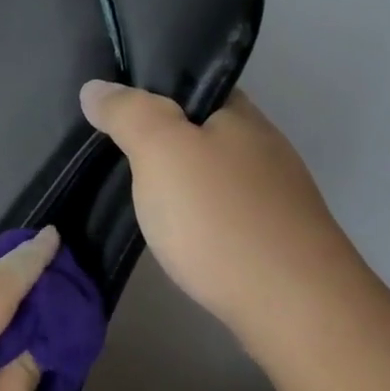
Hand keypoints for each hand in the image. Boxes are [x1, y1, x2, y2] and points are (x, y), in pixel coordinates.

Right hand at [79, 81, 360, 330]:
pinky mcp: (271, 237)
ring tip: (129, 192)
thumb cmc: (220, 218)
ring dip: (175, 178)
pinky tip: (173, 230)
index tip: (108, 107)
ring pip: (209, 172)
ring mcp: (272, 194)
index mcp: (239, 114)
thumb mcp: (160, 151)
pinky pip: (219, 209)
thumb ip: (128, 113)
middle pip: (199, 128)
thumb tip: (95, 87)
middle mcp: (261, 145)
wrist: (294, 307)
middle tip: (106, 150)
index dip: (149, 88)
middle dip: (157, 136)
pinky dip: (193, 213)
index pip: (190, 83)